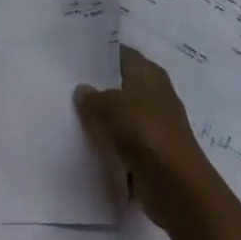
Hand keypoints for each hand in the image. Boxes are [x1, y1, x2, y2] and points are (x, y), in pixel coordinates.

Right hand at [75, 46, 211, 225]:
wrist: (175, 185)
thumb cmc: (142, 131)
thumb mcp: (106, 106)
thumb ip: (90, 96)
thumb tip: (83, 91)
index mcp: (149, 73)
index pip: (121, 54)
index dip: (99, 55)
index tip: (73, 59)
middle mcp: (156, 94)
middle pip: (121, 85)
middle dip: (97, 88)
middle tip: (65, 87)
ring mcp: (156, 124)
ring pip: (121, 115)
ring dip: (103, 119)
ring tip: (70, 116)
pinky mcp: (154, 152)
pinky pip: (125, 141)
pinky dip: (110, 144)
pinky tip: (87, 144)